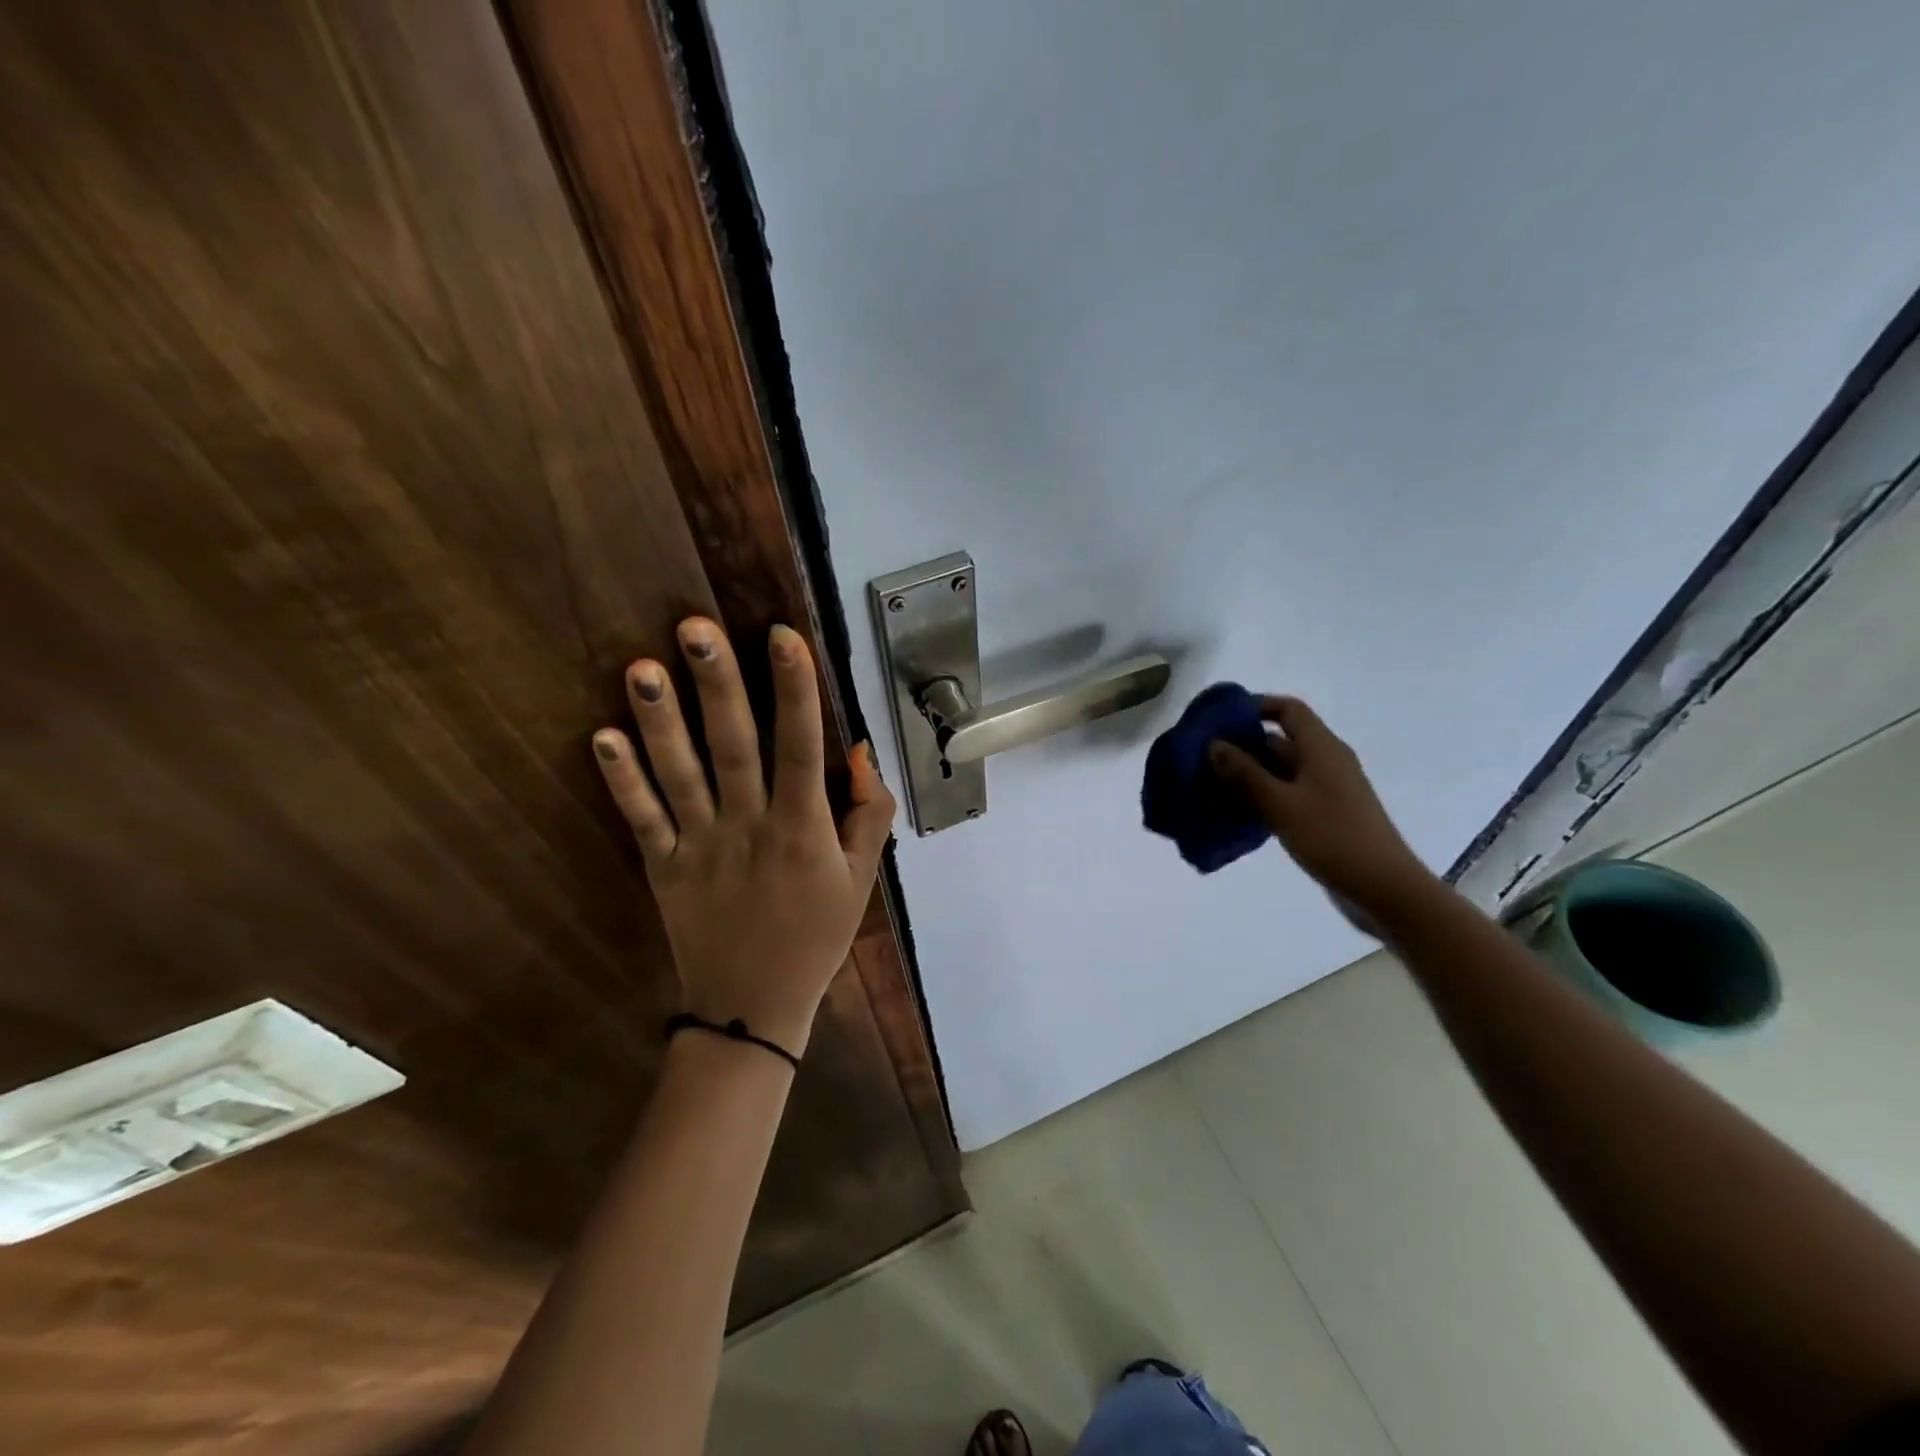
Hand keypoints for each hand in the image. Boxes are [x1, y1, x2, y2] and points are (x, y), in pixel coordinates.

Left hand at [591, 617, 895, 1057]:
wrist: (753, 1008)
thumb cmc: (816, 936)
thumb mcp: (862, 879)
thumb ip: (869, 813)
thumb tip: (859, 751)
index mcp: (802, 829)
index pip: (801, 747)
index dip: (794, 689)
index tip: (781, 634)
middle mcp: (749, 827)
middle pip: (733, 746)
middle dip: (717, 684)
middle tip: (694, 627)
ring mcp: (700, 846)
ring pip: (679, 774)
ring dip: (659, 720)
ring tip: (640, 667)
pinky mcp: (663, 867)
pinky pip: (641, 819)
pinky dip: (621, 780)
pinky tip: (601, 736)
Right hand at [1208, 696, 1436, 926]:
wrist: (1384, 889)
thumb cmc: (1333, 838)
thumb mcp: (1281, 804)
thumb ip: (1245, 774)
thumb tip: (1214, 744)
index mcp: (1322, 749)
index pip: (1288, 710)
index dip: (1255, 706)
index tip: (1219, 719)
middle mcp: (1326, 762)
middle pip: (1280, 740)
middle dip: (1242, 745)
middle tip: (1203, 757)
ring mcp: (1326, 790)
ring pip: (1280, 770)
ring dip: (1248, 774)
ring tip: (1209, 784)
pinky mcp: (1324, 815)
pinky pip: (1286, 794)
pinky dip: (1261, 797)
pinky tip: (1235, 812)